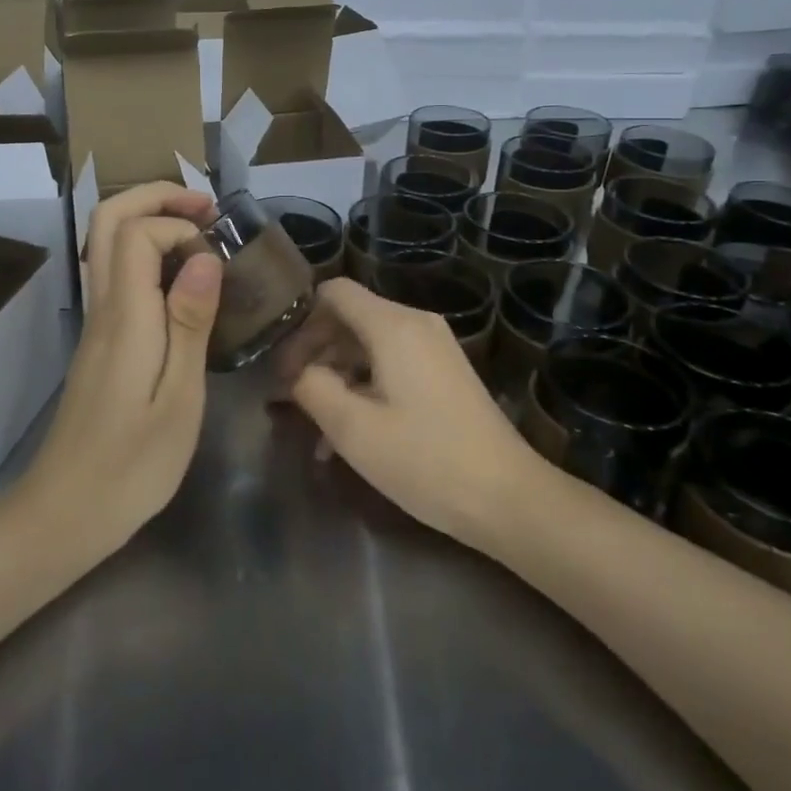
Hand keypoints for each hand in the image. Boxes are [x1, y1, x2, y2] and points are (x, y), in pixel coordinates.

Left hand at [19, 183, 222, 551]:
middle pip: (106, 222)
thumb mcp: (179, 398)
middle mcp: (102, 308)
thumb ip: (190, 322)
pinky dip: (146, 253)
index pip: (134, 232)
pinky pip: (115, 275)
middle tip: (206, 207)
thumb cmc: (133, 464)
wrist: (66, 512)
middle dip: (155, 197)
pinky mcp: (100, 342)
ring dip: (150, 220)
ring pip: (105, 245)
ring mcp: (96, 324)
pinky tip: (182, 279)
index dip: (176, 223)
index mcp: (124, 317)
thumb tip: (203, 255)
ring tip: (200, 232)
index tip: (216, 252)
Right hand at [284, 279, 535, 549]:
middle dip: (315, 354)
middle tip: (290, 397)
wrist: (508, 498)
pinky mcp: (444, 373)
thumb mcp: (353, 429)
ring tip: (317, 429)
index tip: (282, 363)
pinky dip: (365, 388)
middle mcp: (415, 324)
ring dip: (338, 378)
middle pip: (350, 318)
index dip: (301, 321)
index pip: (333, 292)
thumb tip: (298, 372)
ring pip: (368, 345)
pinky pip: (391, 364)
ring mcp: (434, 348)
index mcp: (393, 325)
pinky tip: (350, 436)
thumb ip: (312, 387)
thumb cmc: (425, 460)